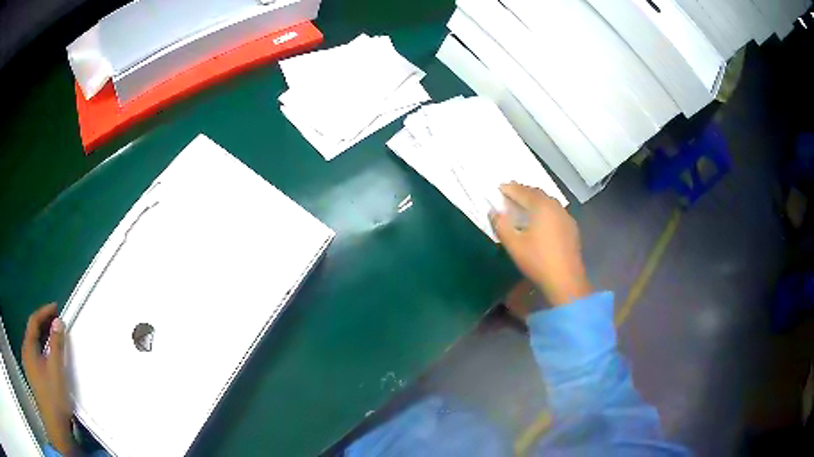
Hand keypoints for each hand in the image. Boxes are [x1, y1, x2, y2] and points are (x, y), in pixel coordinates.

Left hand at [22, 303, 76, 455]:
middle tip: (55, 324)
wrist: (54, 425)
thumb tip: (58, 321)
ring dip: (40, 339)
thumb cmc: (54, 397)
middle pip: (31, 332)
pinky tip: (45, 360)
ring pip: (32, 346)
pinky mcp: (30, 377)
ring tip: (51, 340)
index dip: (44, 312)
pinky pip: (32, 357)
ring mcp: (27, 365)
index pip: (34, 321)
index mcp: (28, 347)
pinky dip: (38, 352)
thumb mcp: (57, 370)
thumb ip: (56, 344)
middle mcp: (25, 352)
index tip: (56, 308)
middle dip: (42, 326)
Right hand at [491, 183, 591, 305]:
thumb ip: (501, 225)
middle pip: (537, 193)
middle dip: (523, 191)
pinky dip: (544, 210)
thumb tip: (493, 212)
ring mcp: (566, 217)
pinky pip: (555, 212)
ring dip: (535, 200)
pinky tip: (540, 220)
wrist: (565, 280)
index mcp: (542, 207)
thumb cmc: (537, 261)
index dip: (510, 189)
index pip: (523, 192)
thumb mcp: (514, 244)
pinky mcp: (571, 228)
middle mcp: (556, 207)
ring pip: (548, 202)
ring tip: (524, 204)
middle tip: (511, 192)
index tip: (500, 187)